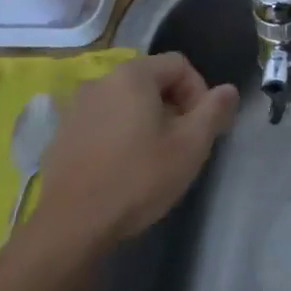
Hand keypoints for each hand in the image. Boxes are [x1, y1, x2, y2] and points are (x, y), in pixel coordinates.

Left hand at [31, 53, 238, 249]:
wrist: (72, 226)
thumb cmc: (138, 178)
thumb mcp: (190, 146)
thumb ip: (214, 111)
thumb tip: (229, 90)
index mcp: (133, 75)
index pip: (179, 64)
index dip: (199, 90)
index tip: (202, 126)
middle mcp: (101, 81)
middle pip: (151, 81)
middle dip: (173, 106)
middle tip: (182, 143)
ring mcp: (76, 108)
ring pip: (125, 102)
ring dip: (145, 120)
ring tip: (153, 157)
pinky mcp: (62, 135)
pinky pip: (102, 122)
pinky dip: (119, 135)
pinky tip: (122, 168)